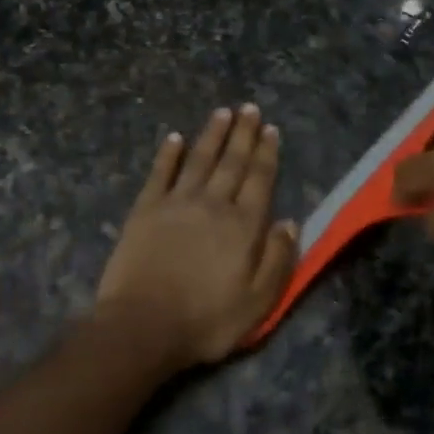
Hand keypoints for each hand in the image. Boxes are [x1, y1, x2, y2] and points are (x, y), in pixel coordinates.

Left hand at [96, 104, 298, 367]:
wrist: (143, 325)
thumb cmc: (206, 319)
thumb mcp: (257, 301)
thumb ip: (278, 259)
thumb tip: (290, 222)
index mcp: (243, 225)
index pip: (259, 180)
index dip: (266, 153)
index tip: (271, 129)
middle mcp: (213, 204)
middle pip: (231, 162)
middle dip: (243, 133)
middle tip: (249, 108)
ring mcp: (177, 203)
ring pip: (199, 159)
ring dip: (212, 134)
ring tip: (222, 112)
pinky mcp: (146, 209)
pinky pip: (160, 173)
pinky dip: (168, 154)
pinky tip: (174, 137)